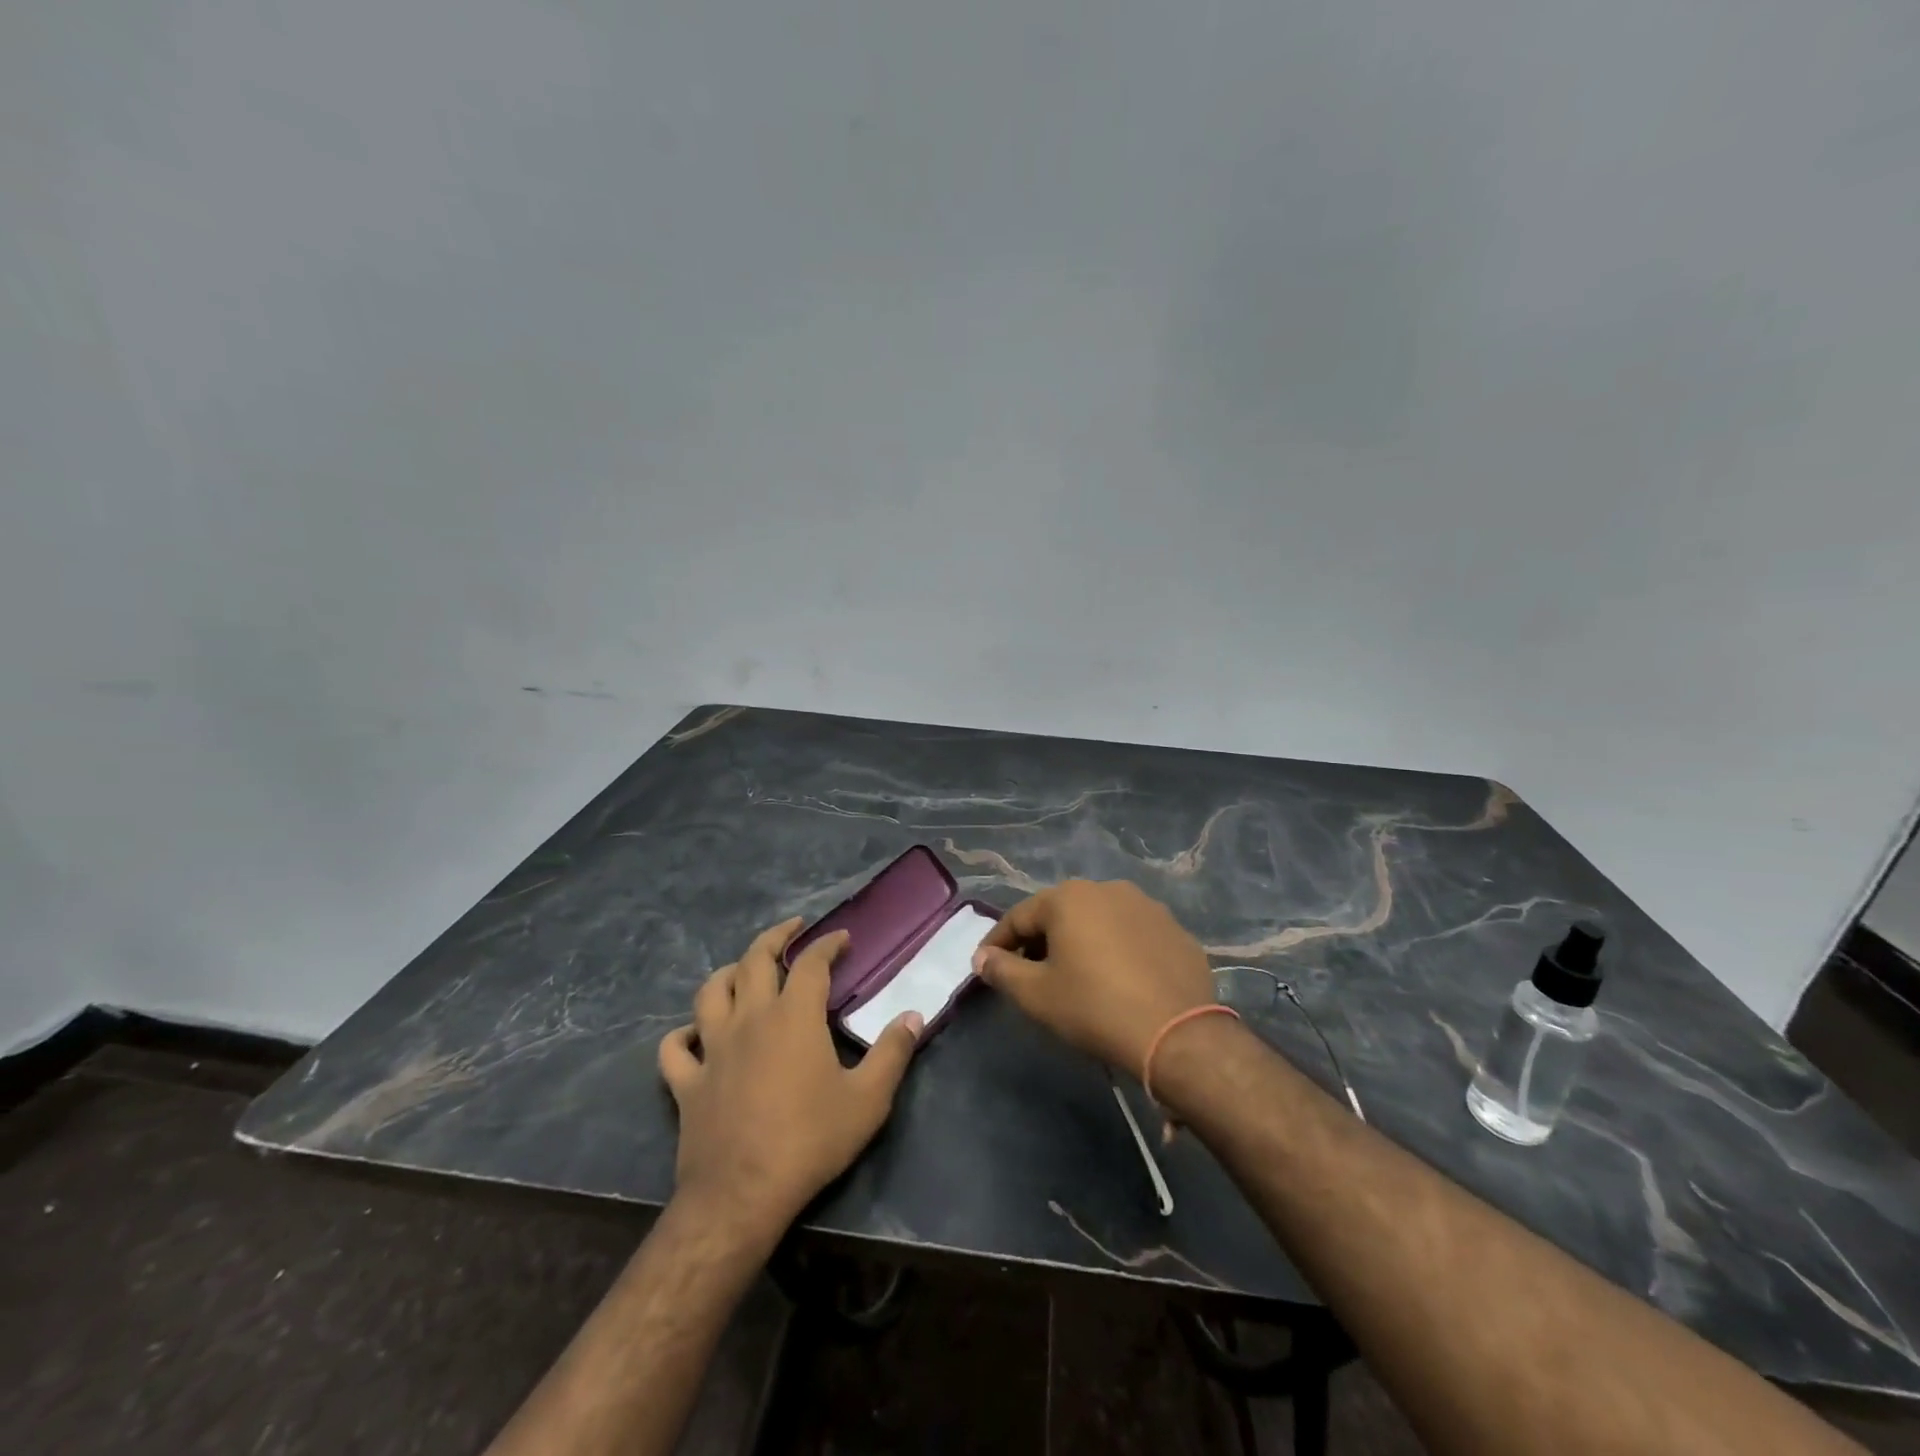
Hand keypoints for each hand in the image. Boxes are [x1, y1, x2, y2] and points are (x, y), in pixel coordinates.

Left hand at [658, 918, 922, 1250]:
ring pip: (710, 992)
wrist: (742, 1195)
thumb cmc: (810, 1141)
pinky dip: (683, 1035)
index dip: (827, 944)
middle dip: (775, 937)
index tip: (842, 938)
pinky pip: (674, 1048)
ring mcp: (713, 1049)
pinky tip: (693, 1036)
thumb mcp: (868, 1099)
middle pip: (754, 960)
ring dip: (727, 973)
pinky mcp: (687, 1082)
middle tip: (792, 931)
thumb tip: (913, 1015)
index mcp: (793, 1016)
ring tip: (742, 970)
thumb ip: (893, 1052)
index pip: (811, 963)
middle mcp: (749, 1019)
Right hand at [972, 879, 1216, 1079]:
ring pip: (1099, 921)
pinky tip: (1119, 981)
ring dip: (1081, 942)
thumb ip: (1002, 970)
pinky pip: (1132, 935)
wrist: (1177, 1035)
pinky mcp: (1175, 930)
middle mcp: (1107, 889)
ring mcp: (1147, 906)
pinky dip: (1117, 951)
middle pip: (1060, 914)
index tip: (986, 966)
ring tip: (1076, 976)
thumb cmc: (1094, 1008)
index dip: (998, 943)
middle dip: (1040, 941)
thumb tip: (982, 957)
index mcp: (1069, 898)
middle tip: (1029, 974)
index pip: (1019, 917)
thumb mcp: (1036, 995)